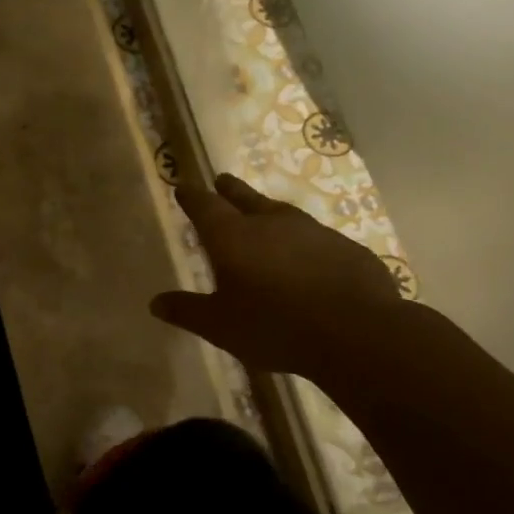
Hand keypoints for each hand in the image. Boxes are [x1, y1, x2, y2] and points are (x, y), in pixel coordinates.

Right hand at [151, 174, 406, 377]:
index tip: (183, 188)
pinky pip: (315, 237)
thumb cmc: (275, 326)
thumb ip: (187, 311)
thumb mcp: (220, 326)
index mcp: (233, 236)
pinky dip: (302, 241)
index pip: (204, 206)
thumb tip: (156, 302)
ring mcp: (312, 231)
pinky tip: (306, 255)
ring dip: (267, 211)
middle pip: (244, 197)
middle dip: (229, 190)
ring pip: (282, 213)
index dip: (191, 197)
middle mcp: (270, 223)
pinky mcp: (345, 247)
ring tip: (262, 214)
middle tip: (221, 181)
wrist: (357, 332)